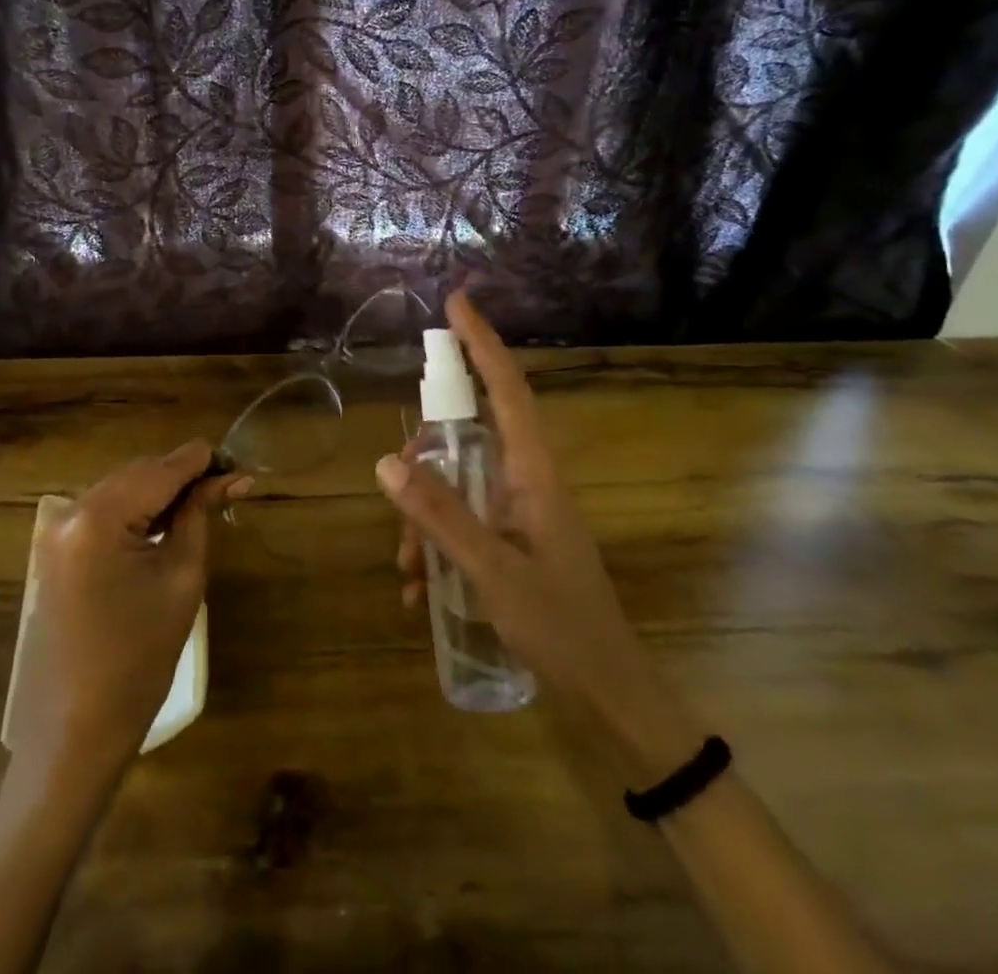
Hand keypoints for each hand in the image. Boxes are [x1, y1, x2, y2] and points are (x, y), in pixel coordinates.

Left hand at [14, 441, 249, 785]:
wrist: (77, 730)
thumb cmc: (140, 658)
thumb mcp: (182, 577)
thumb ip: (201, 515)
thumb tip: (232, 477)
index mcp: (99, 517)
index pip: (162, 469)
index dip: (203, 461)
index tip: (238, 461)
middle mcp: (70, 511)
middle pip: (139, 473)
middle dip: (184, 476)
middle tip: (228, 485)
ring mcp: (57, 531)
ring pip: (122, 489)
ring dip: (161, 492)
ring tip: (204, 502)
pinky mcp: (55, 550)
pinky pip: (104, 512)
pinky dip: (137, 511)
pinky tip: (166, 522)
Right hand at [378, 292, 698, 781]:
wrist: (610, 695)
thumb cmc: (562, 627)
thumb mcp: (492, 571)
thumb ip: (440, 515)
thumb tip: (387, 462)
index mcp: (534, 472)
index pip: (507, 388)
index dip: (482, 343)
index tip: (456, 302)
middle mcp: (527, 480)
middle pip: (468, 436)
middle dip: (426, 460)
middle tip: (397, 489)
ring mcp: (520, 511)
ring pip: (458, 484)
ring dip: (424, 518)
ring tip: (408, 569)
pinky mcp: (513, 540)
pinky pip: (463, 521)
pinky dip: (437, 546)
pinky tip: (419, 591)